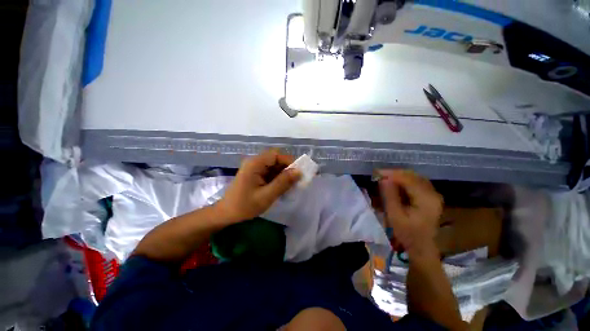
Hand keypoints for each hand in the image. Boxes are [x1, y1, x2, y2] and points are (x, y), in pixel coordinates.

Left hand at [216, 149, 301, 222]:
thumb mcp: (266, 196)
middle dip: (287, 169)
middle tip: (296, 181)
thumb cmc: (244, 206)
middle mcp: (255, 162)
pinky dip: (278, 178)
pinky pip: (271, 172)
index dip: (289, 161)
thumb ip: (283, 183)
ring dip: (284, 174)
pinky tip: (282, 187)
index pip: (276, 154)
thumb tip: (299, 172)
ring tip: (291, 186)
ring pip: (275, 166)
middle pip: (276, 159)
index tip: (299, 173)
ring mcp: (255, 168)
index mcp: (255, 163)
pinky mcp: (256, 174)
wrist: (226, 214)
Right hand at [378, 170, 442, 256]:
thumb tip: (383, 179)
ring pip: (414, 177)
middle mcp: (433, 193)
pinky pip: (416, 182)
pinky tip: (394, 184)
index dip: (392, 174)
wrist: (422, 247)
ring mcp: (433, 195)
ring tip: (384, 178)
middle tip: (379, 175)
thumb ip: (390, 196)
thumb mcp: (395, 216)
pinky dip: (404, 181)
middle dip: (394, 173)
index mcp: (426, 199)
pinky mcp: (430, 197)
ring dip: (398, 176)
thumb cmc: (407, 234)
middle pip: (413, 176)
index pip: (408, 179)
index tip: (376, 173)